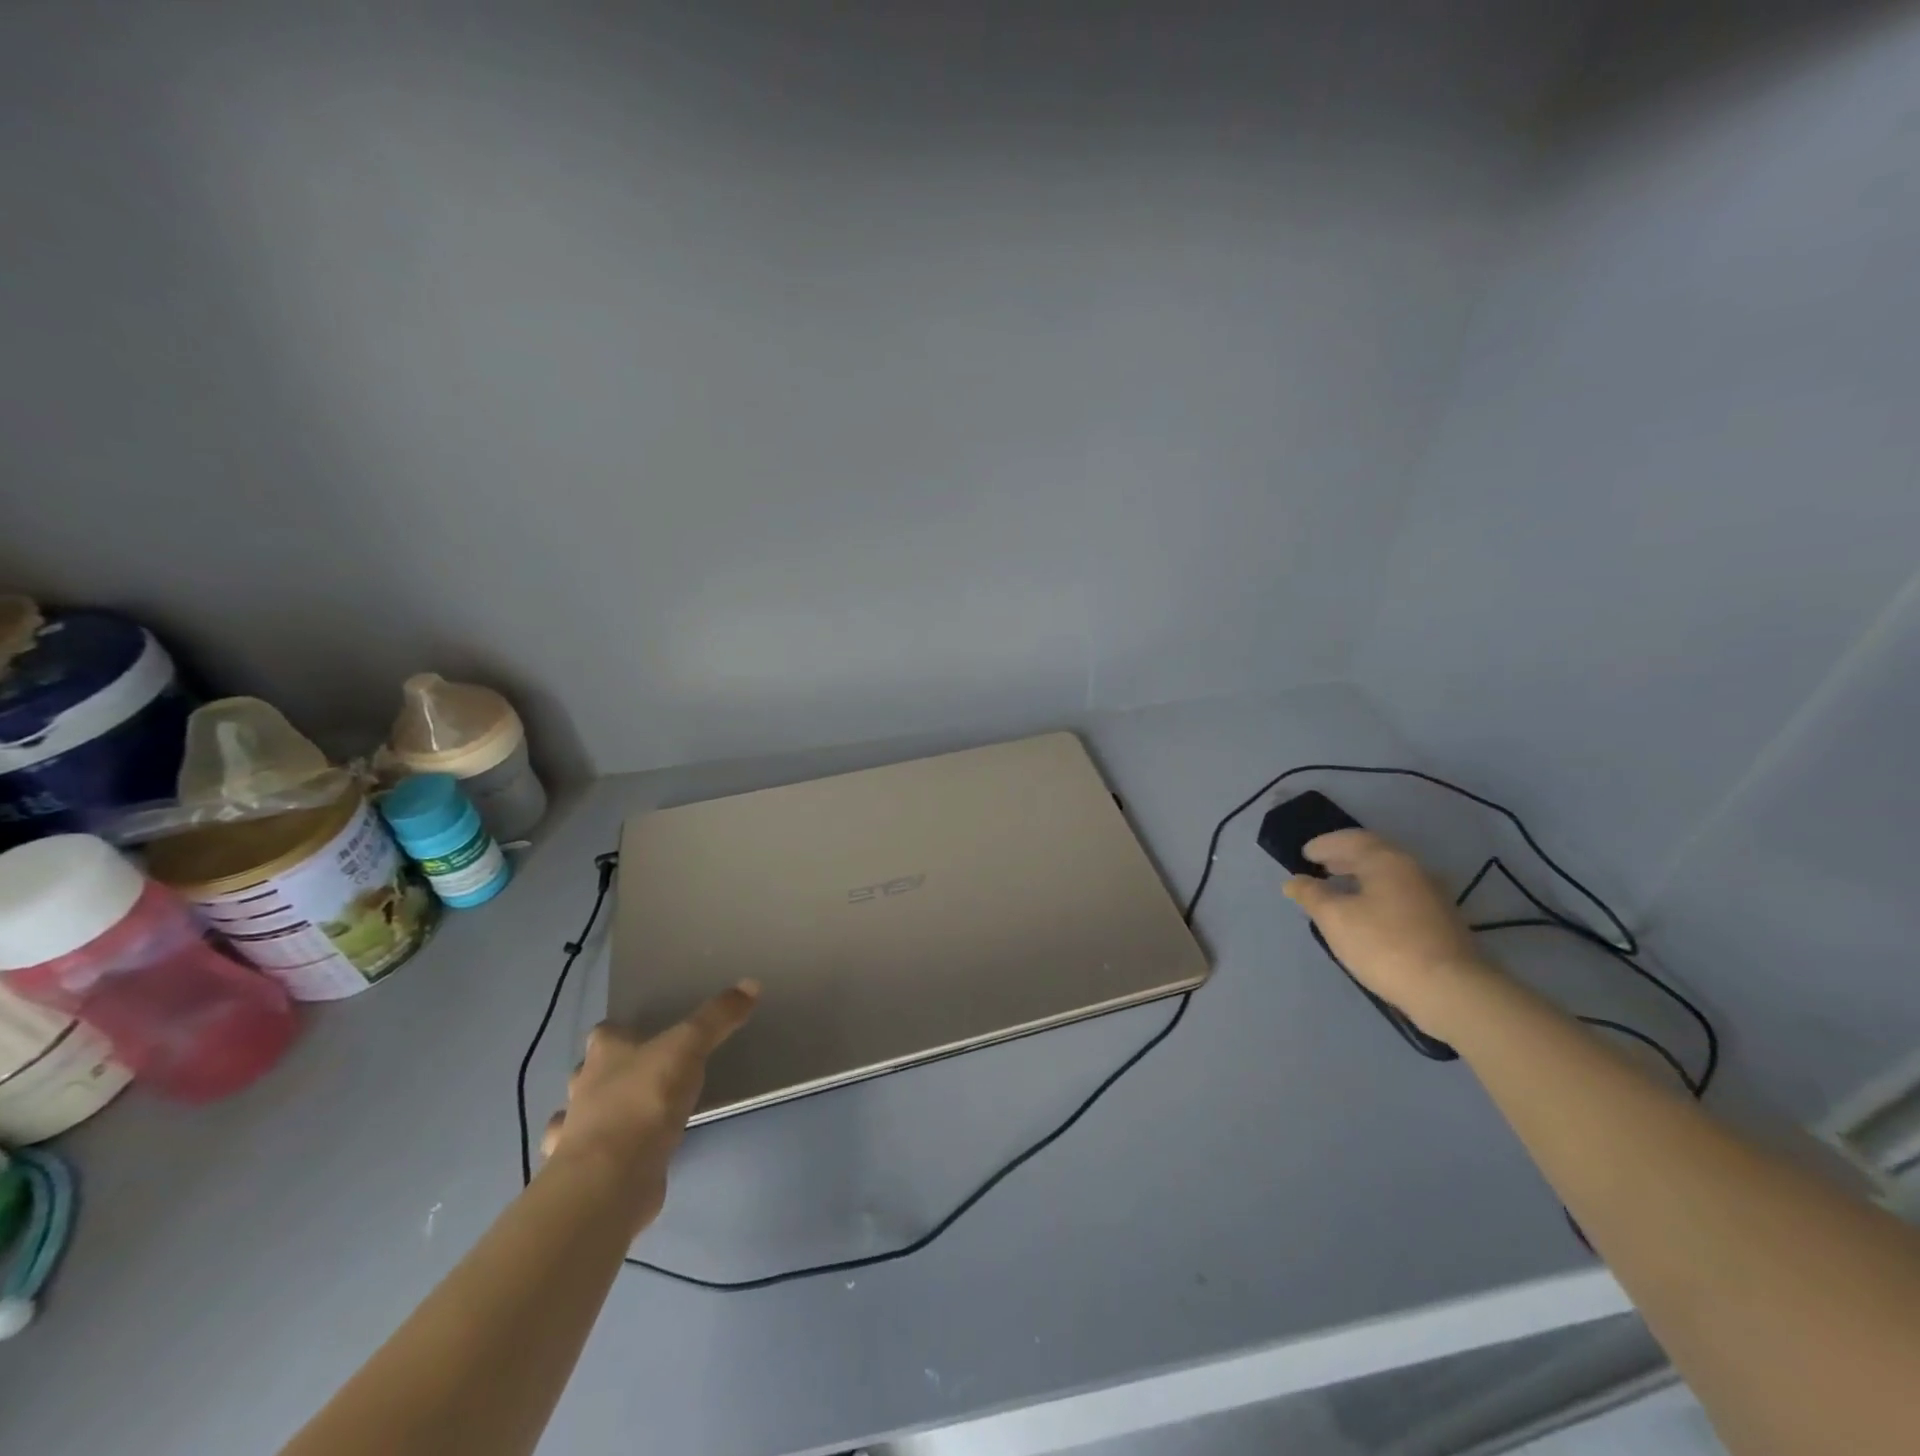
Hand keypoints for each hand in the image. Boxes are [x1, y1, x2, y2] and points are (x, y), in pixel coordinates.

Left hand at [541, 980, 758, 1234]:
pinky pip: (592, 1155)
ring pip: (585, 1113)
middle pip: (593, 1071)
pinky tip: (624, 1153)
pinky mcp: (586, 1171)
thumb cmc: (646, 1100)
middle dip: (611, 1071)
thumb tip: (751, 984)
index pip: (606, 1031)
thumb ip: (717, 1017)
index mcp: (605, 1052)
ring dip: (600, 1112)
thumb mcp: (690, 1046)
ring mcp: (578, 1132)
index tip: (645, 1033)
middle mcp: (585, 1087)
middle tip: (647, 1071)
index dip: (622, 1030)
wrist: (611, 1179)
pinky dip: (605, 1152)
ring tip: (634, 1112)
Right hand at [1280, 829, 1493, 1034]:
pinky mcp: (1441, 921)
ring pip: (1388, 876)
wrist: (1451, 991)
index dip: (1324, 844)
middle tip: (1320, 867)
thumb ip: (1311, 895)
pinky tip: (1366, 914)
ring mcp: (1432, 896)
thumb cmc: (1384, 945)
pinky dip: (1377, 895)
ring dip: (1361, 877)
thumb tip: (1294, 881)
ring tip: (1339, 890)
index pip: (1351, 839)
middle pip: (1373, 855)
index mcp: (1387, 860)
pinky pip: (1400, 895)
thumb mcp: (1335, 919)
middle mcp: (1413, 870)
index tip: (1304, 853)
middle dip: (1343, 859)